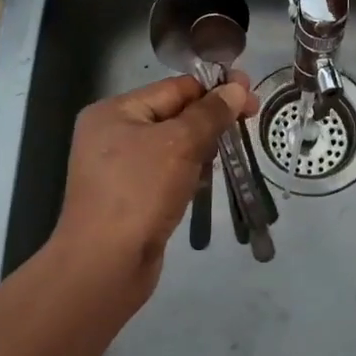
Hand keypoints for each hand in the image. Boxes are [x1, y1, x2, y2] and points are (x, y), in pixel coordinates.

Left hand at [50, 74, 257, 300]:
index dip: (214, 89)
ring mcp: (118, 168)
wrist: (104, 267)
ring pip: (172, 145)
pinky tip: (206, 179)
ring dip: (201, 146)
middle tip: (249, 120)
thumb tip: (237, 89)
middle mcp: (111, 134)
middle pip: (173, 115)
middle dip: (210, 118)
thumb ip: (210, 113)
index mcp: (114, 111)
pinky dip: (188, 171)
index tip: (250, 95)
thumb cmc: (139, 192)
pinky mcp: (129, 197)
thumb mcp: (179, 144)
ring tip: (230, 151)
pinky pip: (166, 172)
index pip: (173, 88)